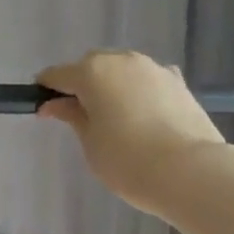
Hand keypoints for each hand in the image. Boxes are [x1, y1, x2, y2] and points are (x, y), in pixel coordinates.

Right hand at [37, 51, 225, 214]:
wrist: (189, 171)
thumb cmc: (126, 160)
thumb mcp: (89, 141)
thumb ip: (72, 116)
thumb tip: (54, 104)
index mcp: (93, 72)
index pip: (58, 74)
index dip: (46, 90)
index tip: (43, 110)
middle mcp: (123, 61)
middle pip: (92, 65)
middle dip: (81, 84)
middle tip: (78, 115)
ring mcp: (154, 69)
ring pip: (122, 70)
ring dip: (111, 86)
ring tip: (111, 118)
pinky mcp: (178, 82)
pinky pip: (146, 81)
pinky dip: (136, 92)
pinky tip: (139, 116)